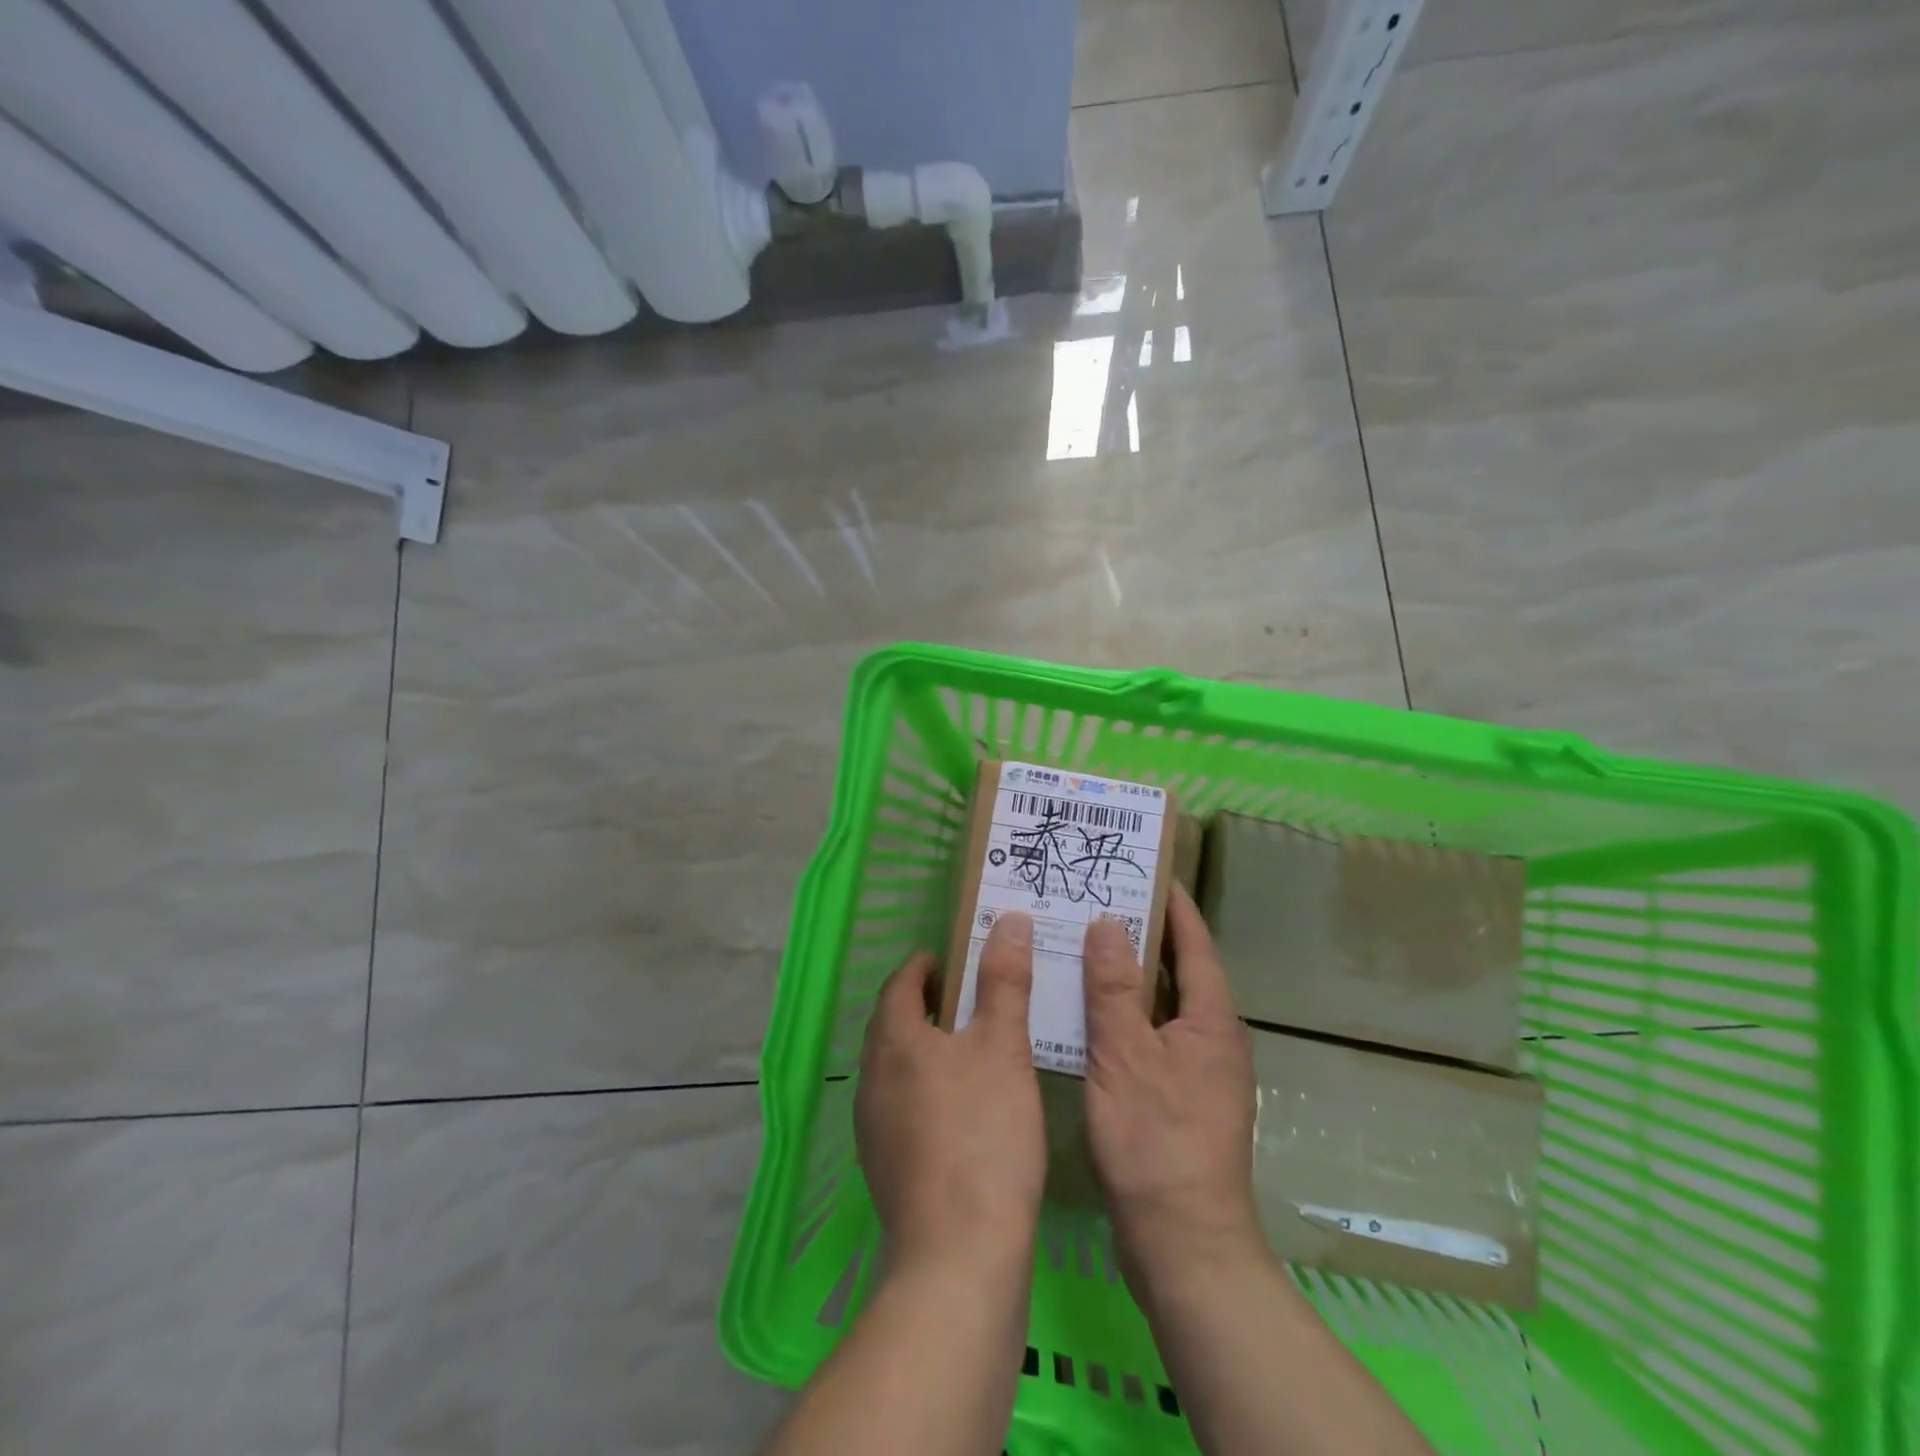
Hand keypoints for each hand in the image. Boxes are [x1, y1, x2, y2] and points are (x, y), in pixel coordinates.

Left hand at [856, 913, 1046, 1275]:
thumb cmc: (984, 1134)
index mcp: (894, 1040)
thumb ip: (1004, 981)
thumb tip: (1007, 920)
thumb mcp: (1004, 1046)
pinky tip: (962, 1108)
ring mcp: (872, 1126)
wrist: (959, 1255)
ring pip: (897, 1066)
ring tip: (971, 1048)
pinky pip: (901, 1105)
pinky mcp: (885, 1166)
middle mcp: (872, 1077)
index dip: (926, 965)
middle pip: (894, 1023)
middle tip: (971, 998)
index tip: (956, 959)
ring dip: (926, 1048)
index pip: (900, 983)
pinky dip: (926, 1088)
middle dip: (927, 1004)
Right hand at [1082, 887, 1263, 1290]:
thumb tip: (1109, 924)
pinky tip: (1085, 1013)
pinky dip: (1123, 1015)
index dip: (1173, 904)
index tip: (1146, 869)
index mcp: (1210, 1020)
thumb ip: (1115, 989)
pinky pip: (1150, 1035)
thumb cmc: (1155, 1140)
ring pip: (1161, 1005)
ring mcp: (1197, 1072)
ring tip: (1084, 945)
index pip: (1194, 943)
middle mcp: (1212, 1039)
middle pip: (1179, 970)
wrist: (1183, 1243)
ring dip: (1129, 976)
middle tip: (1099, 901)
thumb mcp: (1125, 1056)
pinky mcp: (1178, 1098)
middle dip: (1144, 934)